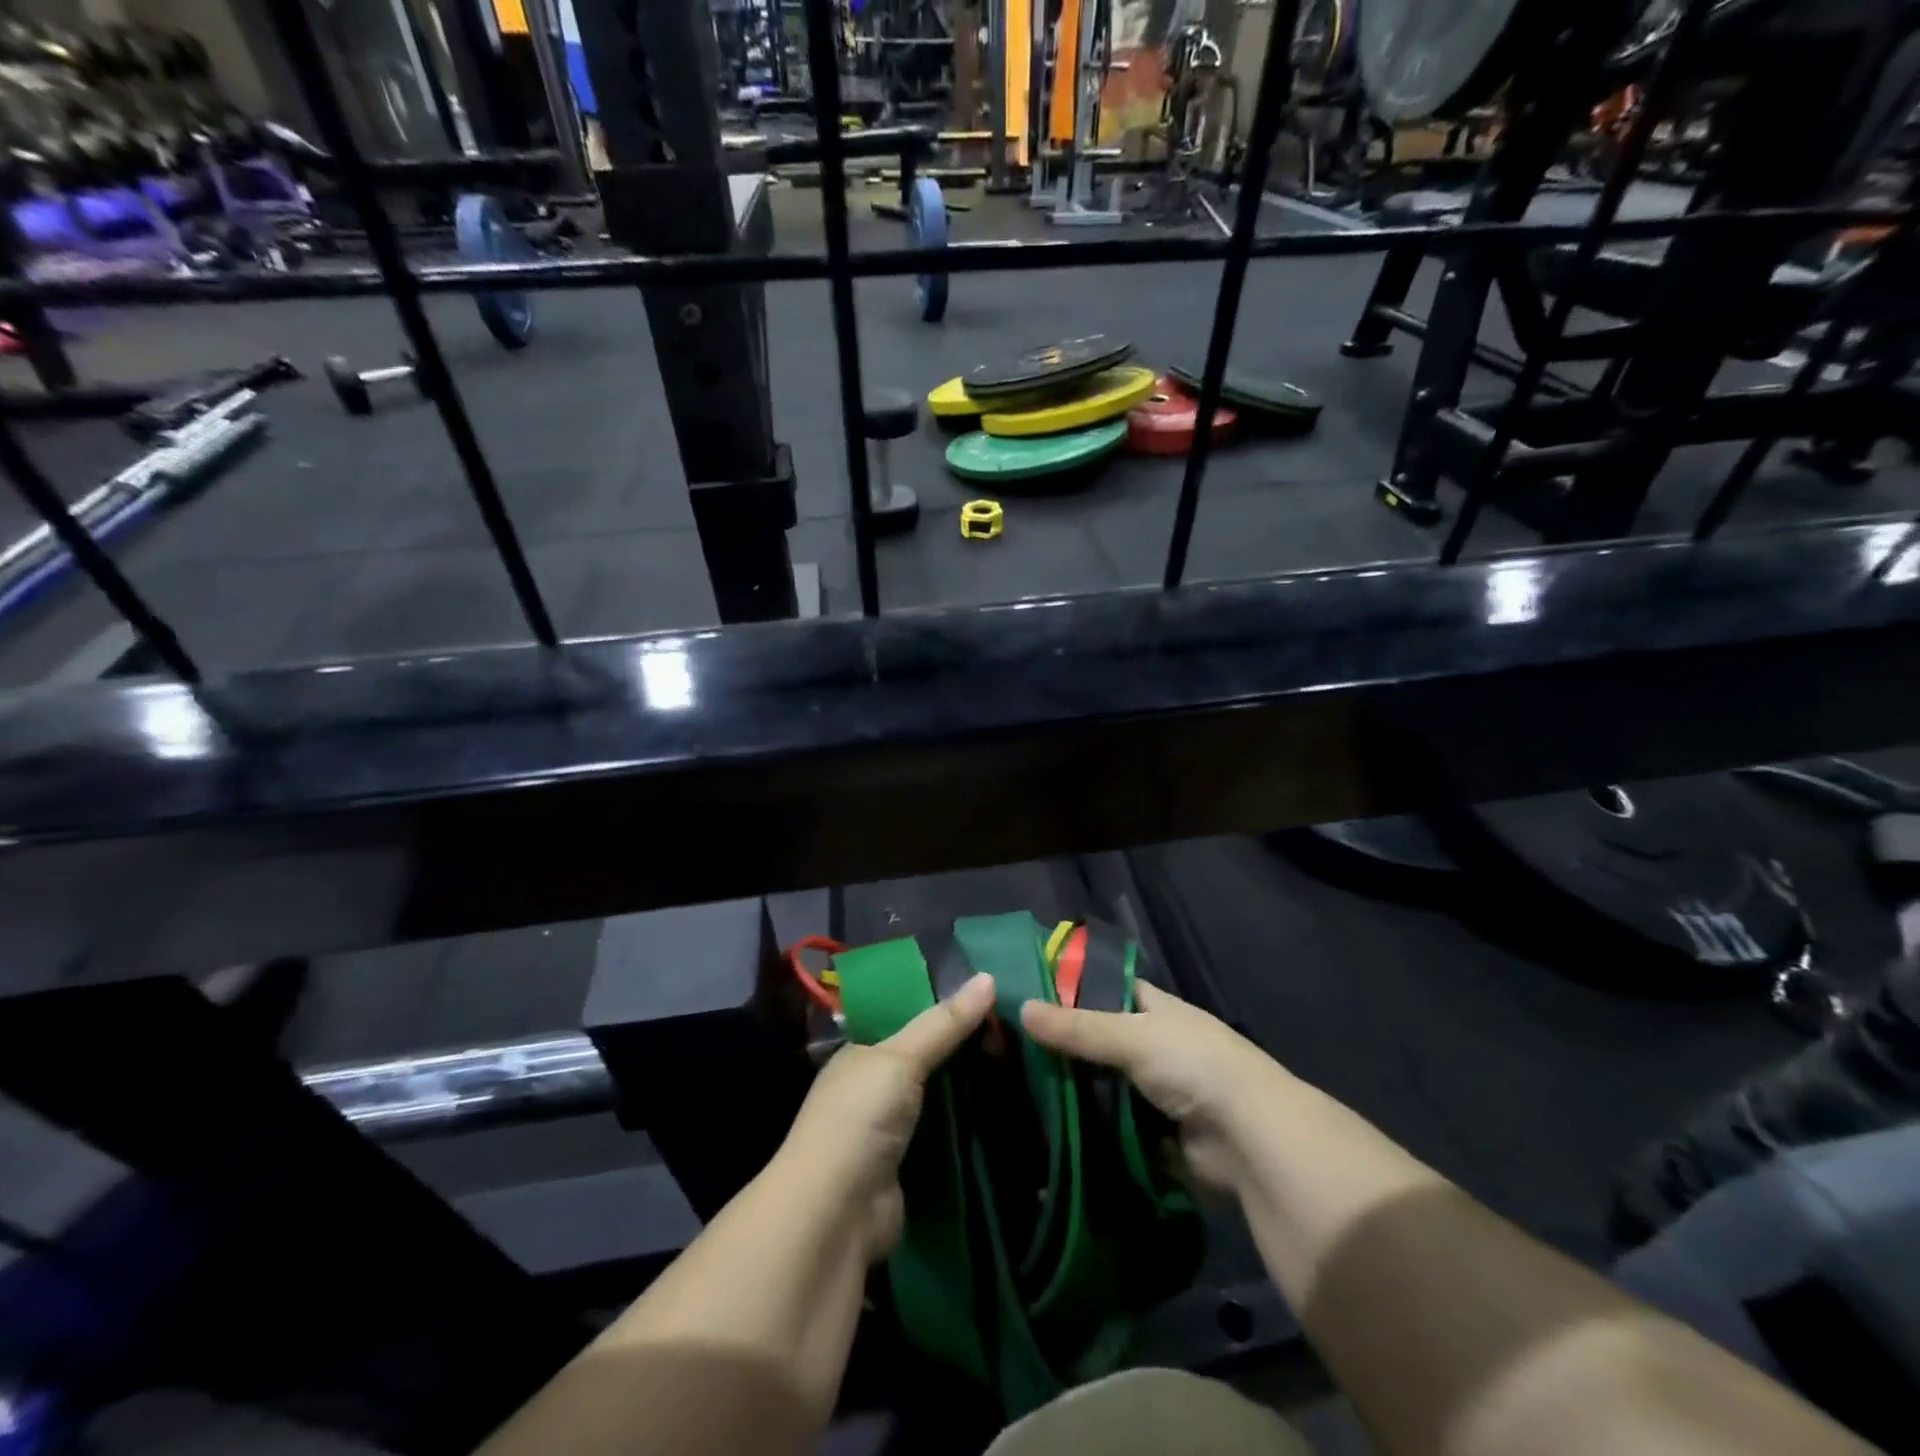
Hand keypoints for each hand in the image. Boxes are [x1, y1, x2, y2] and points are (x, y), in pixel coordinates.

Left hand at [781, 972, 996, 1260]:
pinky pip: (947, 1137)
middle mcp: (873, 1088)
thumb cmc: (860, 1119)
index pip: (909, 1018)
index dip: (947, 1006)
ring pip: (940, 1098)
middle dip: (966, 1048)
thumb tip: (989, 976)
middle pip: (928, 1058)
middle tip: (1020, 1031)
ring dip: (973, 1089)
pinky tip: (1009, 1112)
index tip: (994, 996)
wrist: (836, 1216)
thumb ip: (943, 1023)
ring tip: (1025, 1064)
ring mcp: (890, 1131)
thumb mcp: (900, 1058)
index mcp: (862, 1053)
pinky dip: (971, 1128)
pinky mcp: (910, 1168)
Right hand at [1021, 982, 1281, 1190]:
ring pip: (1102, 1084)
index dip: (1072, 989)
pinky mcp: (1152, 1134)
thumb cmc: (1193, 1066)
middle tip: (1008, 1048)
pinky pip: (1110, 1125)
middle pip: (1099, 1039)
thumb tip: (1021, 1009)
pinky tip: (1045, 1127)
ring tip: (1016, 1088)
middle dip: (1063, 1045)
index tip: (1027, 993)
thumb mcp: (1132, 1036)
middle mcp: (1154, 1045)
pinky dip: (1086, 1127)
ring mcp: (1154, 1091)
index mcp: (1155, 1009)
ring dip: (1071, 1090)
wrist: (1250, 1140)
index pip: (1107, 988)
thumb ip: (1077, 1027)